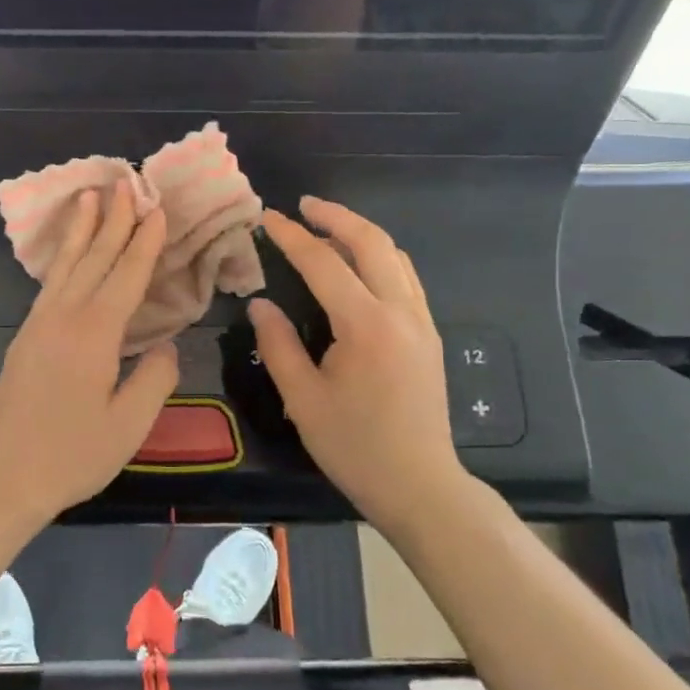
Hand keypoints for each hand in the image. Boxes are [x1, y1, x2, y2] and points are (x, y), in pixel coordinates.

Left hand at [0, 185, 180, 529]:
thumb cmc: (72, 456)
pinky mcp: (24, 338)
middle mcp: (63, 318)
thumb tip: (166, 346)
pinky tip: (67, 254)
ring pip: (65, 266)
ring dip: (81, 230)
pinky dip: (63, 260)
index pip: (125, 276)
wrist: (4, 478)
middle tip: (125, 183)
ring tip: (89, 196)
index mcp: (93, 334)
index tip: (155, 209)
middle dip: (112, 220)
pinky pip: (49, 285)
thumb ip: (154, 379)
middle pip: (92, 259)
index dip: (143, 242)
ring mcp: (38, 325)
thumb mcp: (128, 426)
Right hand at [247, 197, 462, 522]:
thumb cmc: (354, 446)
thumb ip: (278, 345)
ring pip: (395, 256)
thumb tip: (260, 304)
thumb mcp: (302, 399)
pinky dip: (380, 257)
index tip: (266, 218)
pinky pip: (405, 278)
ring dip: (360, 233)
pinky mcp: (429, 335)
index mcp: (366, 325)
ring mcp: (421, 322)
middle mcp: (400, 312)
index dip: (292, 237)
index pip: (324, 263)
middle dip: (336, 216)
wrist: (419, 484)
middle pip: (372, 242)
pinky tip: (359, 266)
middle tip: (304, 205)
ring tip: (327, 228)